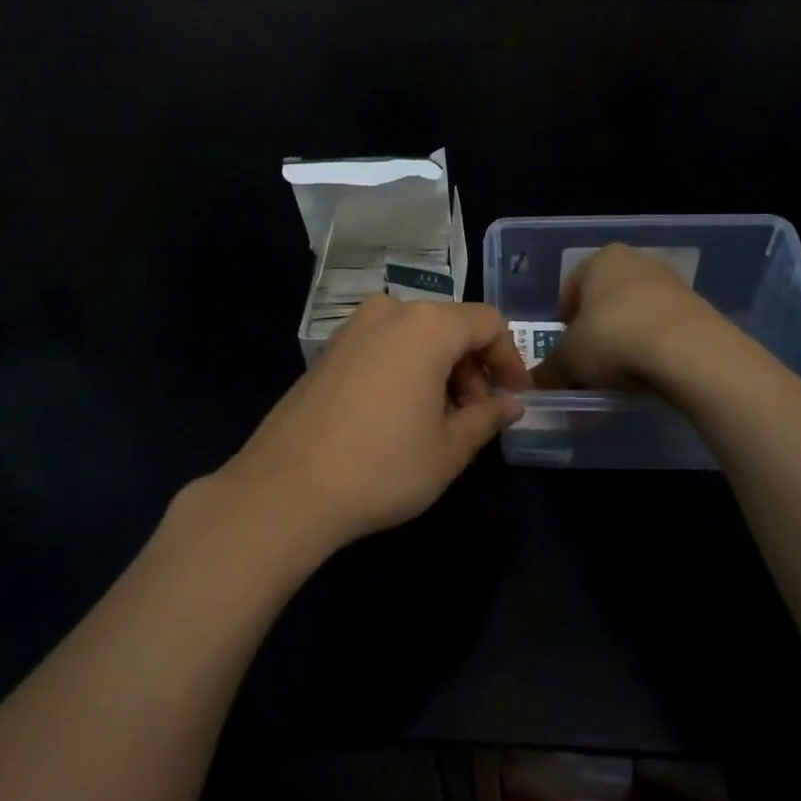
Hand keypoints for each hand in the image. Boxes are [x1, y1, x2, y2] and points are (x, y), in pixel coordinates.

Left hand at [205, 297, 532, 557]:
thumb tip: (511, 404)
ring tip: (439, 424)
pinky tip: (399, 418)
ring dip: (439, 372)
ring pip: (415, 338)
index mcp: (426, 325)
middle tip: (475, 419)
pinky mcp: (328, 351)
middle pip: (450, 327)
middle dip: (473, 369)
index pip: (487, 324)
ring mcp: (352, 329)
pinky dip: (406, 372)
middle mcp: (388, 312)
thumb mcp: (449, 448)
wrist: (286, 488)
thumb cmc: (383, 466)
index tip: (514, 399)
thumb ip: (487, 417)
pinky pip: (383, 348)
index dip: (510, 360)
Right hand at [533, 244, 726, 391]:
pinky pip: (662, 328)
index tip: (565, 350)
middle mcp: (636, 261)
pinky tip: (649, 372)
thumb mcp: (570, 359)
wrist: (688, 350)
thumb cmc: (613, 338)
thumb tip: (534, 384)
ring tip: (620, 374)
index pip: (571, 287)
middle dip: (596, 330)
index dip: (564, 322)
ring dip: (625, 339)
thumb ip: (549, 370)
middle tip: (591, 363)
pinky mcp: (697, 306)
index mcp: (600, 259)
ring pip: (635, 313)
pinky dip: (652, 347)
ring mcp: (671, 281)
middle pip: (605, 299)